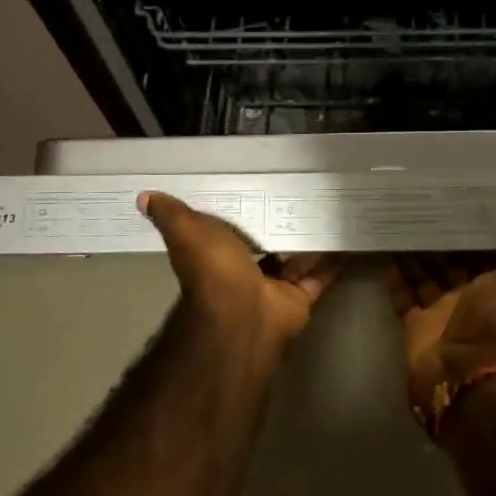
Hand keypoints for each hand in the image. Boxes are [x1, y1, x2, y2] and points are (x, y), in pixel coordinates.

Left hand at [140, 192, 341, 357]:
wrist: (242, 315)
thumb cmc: (214, 270)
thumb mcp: (187, 232)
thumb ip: (171, 214)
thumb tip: (144, 197)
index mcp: (218, 252)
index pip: (231, 225)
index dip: (242, 207)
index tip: (260, 181)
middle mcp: (246, 270)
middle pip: (268, 241)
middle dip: (283, 220)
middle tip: (307, 187)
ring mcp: (275, 286)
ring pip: (297, 257)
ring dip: (312, 237)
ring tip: (334, 203)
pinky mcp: (301, 297)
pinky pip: (321, 275)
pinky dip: (335, 260)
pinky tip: (351, 235)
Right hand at [386, 222, 495, 418]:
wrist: (465, 370)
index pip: (486, 256)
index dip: (477, 234)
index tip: (464, 205)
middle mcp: (470, 300)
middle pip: (452, 265)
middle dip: (441, 242)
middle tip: (425, 207)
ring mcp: (440, 313)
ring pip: (425, 277)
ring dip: (415, 255)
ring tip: (400, 222)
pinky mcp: (415, 325)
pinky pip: (403, 296)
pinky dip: (394, 277)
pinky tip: (384, 251)